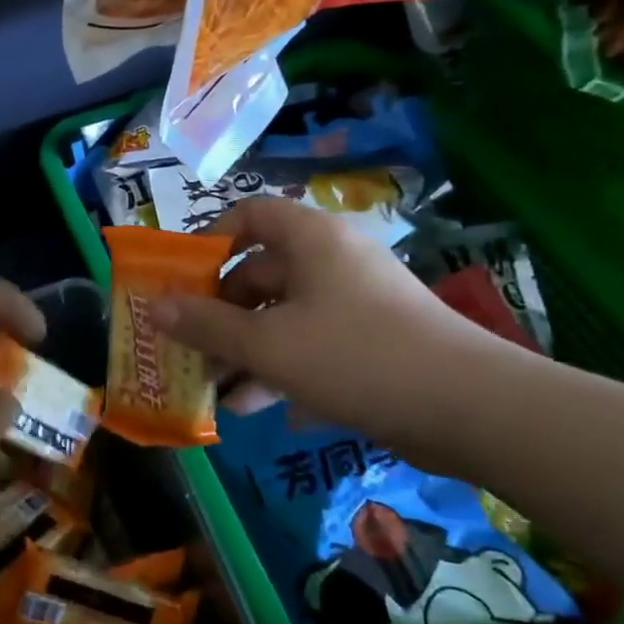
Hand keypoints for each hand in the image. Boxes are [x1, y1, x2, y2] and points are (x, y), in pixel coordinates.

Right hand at [149, 198, 497, 446]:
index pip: (251, 215)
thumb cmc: (356, 356)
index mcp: (311, 241)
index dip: (210, 240)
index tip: (181, 279)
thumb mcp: (268, 343)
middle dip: (219, 312)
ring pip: (282, 315)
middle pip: (259, 272)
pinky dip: (278, 368)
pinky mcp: (370, 342)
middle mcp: (332, 261)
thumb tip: (153, 305)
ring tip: (211, 388)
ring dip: (243, 349)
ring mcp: (354, 303)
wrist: (470, 409)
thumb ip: (207, 324)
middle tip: (187, 346)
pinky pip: (309, 344)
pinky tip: (250, 407)